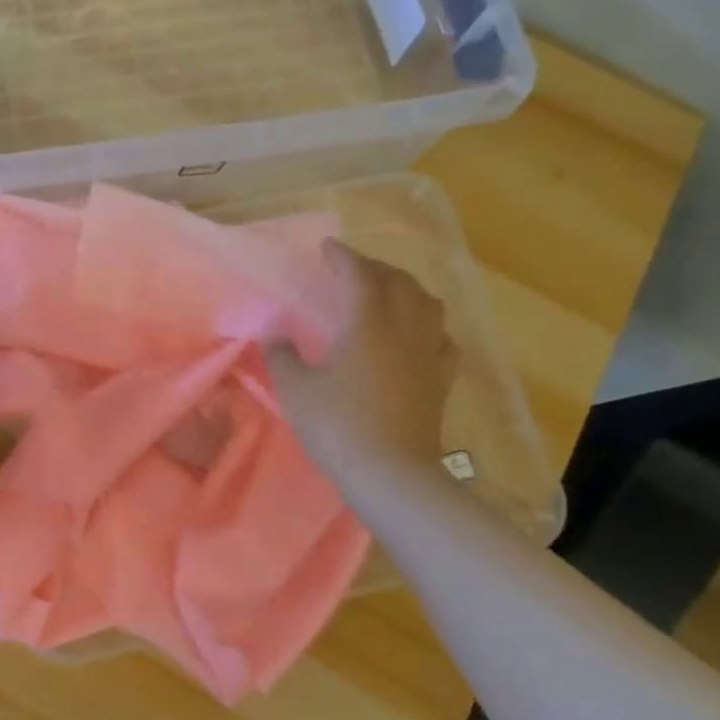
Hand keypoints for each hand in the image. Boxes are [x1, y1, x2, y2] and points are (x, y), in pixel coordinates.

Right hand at [266, 240, 457, 484]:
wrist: (390, 472)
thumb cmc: (336, 425)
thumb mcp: (295, 389)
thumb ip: (281, 356)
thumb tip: (275, 335)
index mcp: (367, 322)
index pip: (358, 275)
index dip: (343, 256)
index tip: (328, 247)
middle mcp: (404, 328)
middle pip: (398, 282)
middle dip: (375, 268)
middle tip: (352, 270)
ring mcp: (428, 354)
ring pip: (428, 304)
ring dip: (407, 289)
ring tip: (389, 293)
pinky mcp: (441, 380)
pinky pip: (443, 339)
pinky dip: (431, 326)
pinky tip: (422, 335)